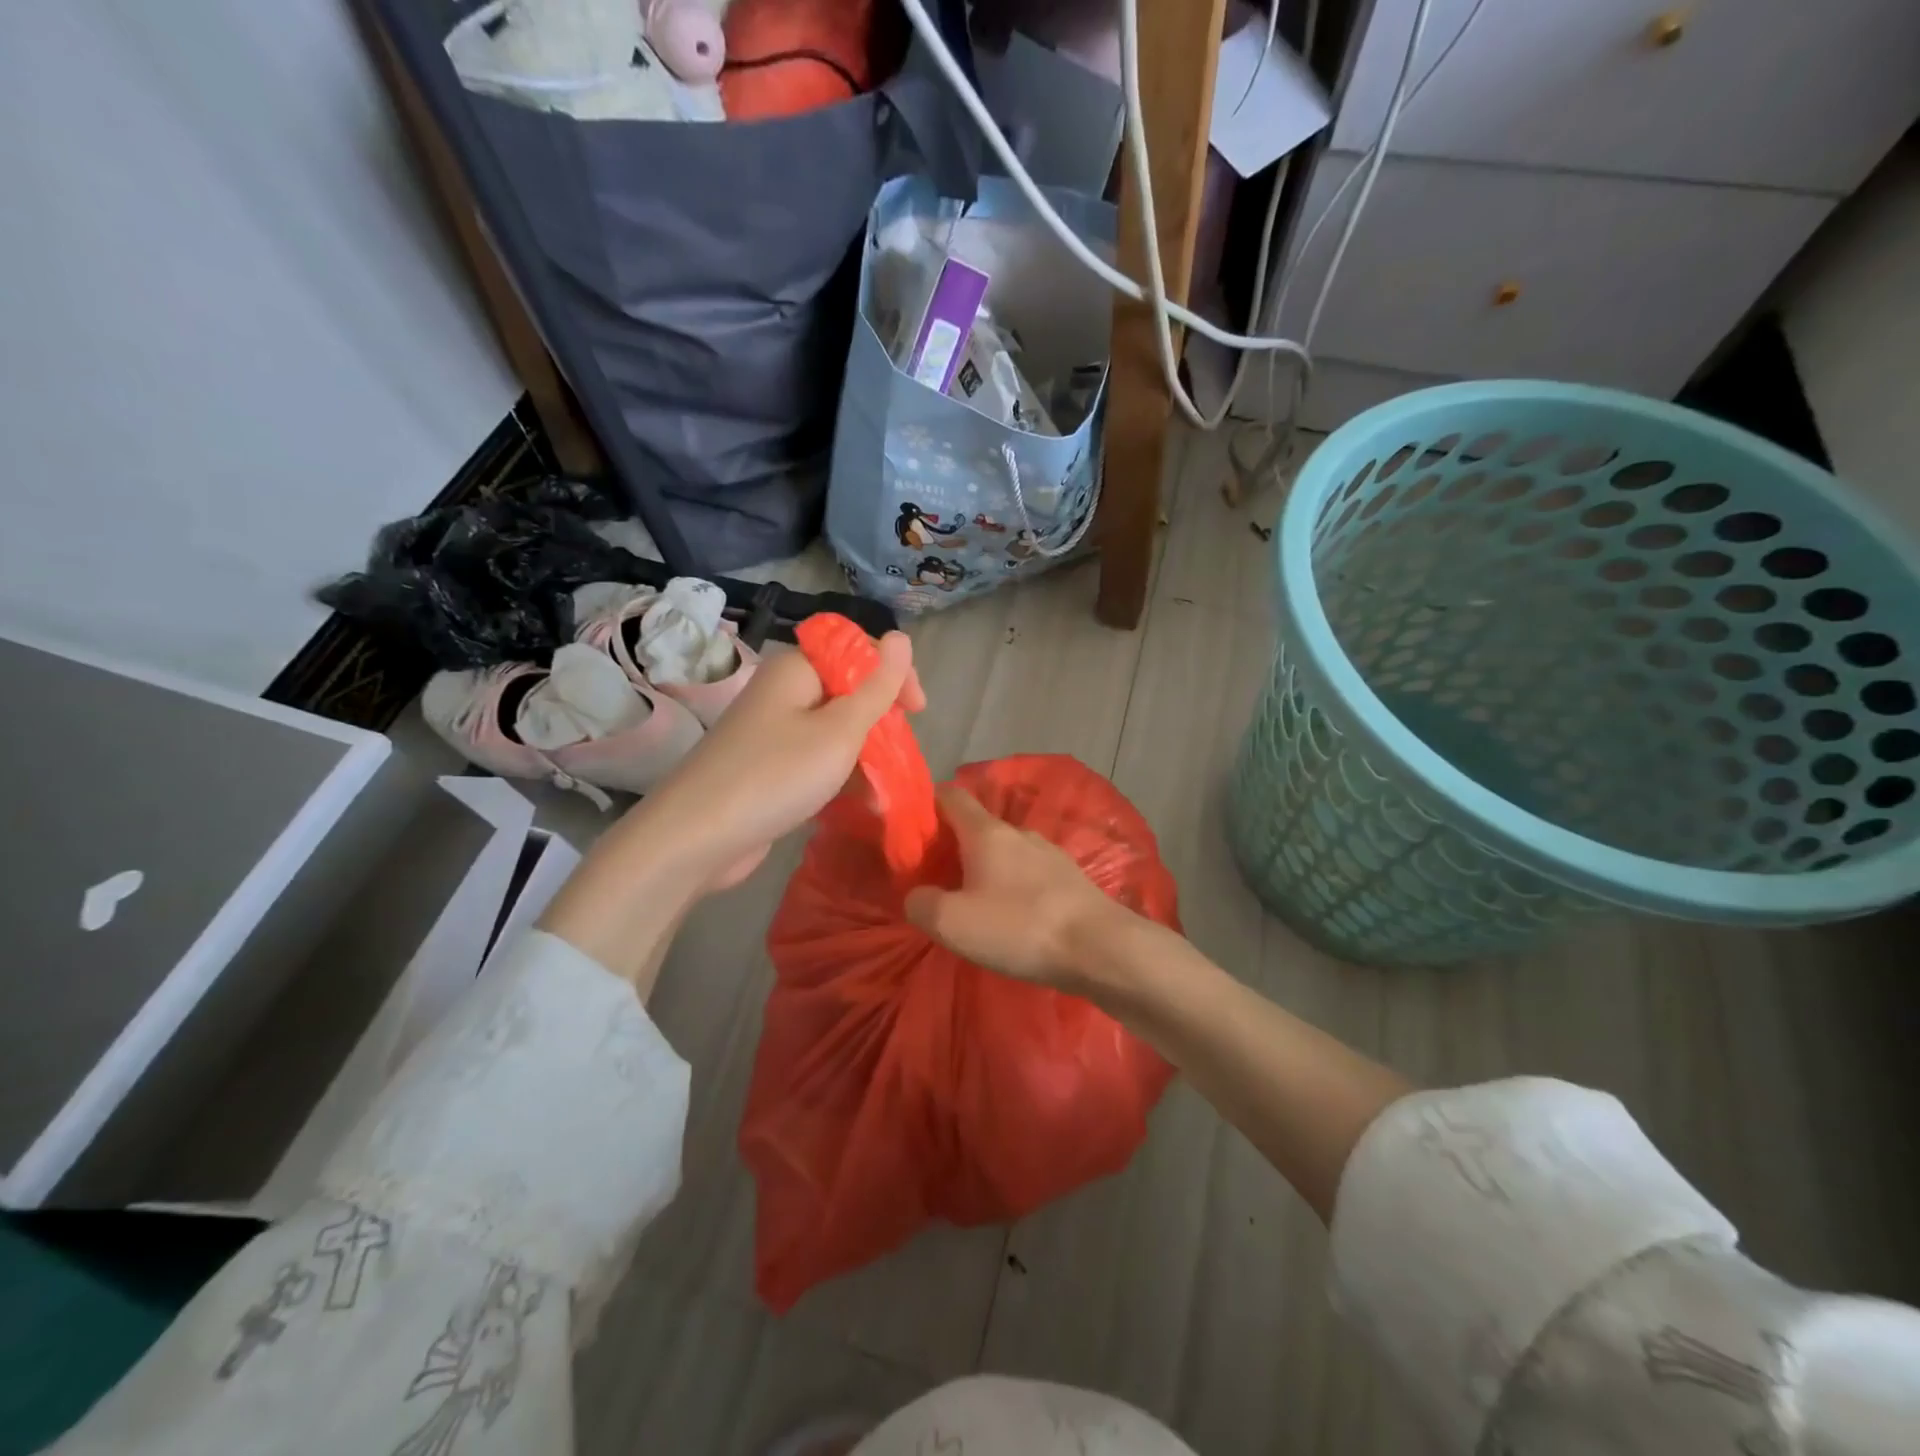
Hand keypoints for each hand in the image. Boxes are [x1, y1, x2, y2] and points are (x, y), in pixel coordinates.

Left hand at [641, 631, 925, 889]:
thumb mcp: (840, 730)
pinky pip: (816, 758)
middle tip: (901, 753)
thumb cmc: (776, 775)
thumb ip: (876, 687)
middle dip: (881, 719)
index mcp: (797, 669)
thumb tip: (901, 637)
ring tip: (886, 786)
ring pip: (835, 728)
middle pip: (847, 690)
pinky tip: (861, 802)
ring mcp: (773, 730)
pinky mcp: (769, 766)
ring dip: (865, 753)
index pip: (858, 651)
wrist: (696, 838)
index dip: (893, 674)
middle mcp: (783, 692)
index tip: (918, 711)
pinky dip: (841, 774)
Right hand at [903, 786, 1126, 988]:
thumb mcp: (952, 923)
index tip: (912, 833)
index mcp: (987, 832)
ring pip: (1007, 852)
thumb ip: (921, 903)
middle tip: (937, 880)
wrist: (1100, 948)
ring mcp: (1050, 854)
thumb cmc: (1019, 927)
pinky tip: (1013, 918)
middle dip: (955, 847)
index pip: (951, 796)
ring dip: (987, 870)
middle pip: (978, 827)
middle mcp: (1020, 833)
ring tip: (975, 904)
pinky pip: (1030, 875)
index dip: (928, 806)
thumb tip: (917, 896)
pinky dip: (1014, 888)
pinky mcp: (1071, 880)